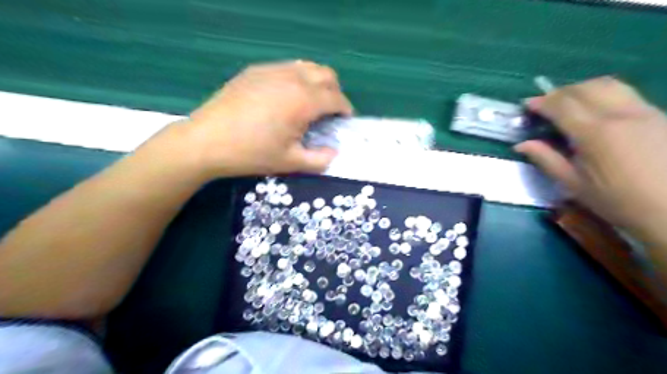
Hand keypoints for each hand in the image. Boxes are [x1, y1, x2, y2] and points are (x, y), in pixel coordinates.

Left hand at [184, 60, 350, 176]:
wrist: (206, 141)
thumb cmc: (252, 154)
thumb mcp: (290, 163)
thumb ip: (320, 159)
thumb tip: (334, 152)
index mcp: (303, 101)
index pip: (336, 98)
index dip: (345, 109)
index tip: (344, 120)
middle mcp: (292, 78)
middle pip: (327, 74)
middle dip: (335, 92)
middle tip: (328, 112)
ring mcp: (271, 70)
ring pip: (307, 66)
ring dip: (316, 82)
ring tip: (308, 103)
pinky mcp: (255, 70)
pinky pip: (286, 67)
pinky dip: (296, 78)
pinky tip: (284, 97)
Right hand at [518, 77, 666, 243]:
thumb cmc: (617, 201)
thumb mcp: (574, 185)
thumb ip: (546, 159)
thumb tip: (521, 145)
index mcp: (595, 134)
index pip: (562, 106)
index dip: (541, 102)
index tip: (527, 105)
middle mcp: (620, 115)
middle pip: (585, 88)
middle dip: (559, 92)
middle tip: (544, 105)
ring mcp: (644, 112)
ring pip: (608, 85)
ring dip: (582, 89)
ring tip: (568, 103)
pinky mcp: (659, 115)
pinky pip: (625, 94)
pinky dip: (602, 94)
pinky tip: (596, 111)